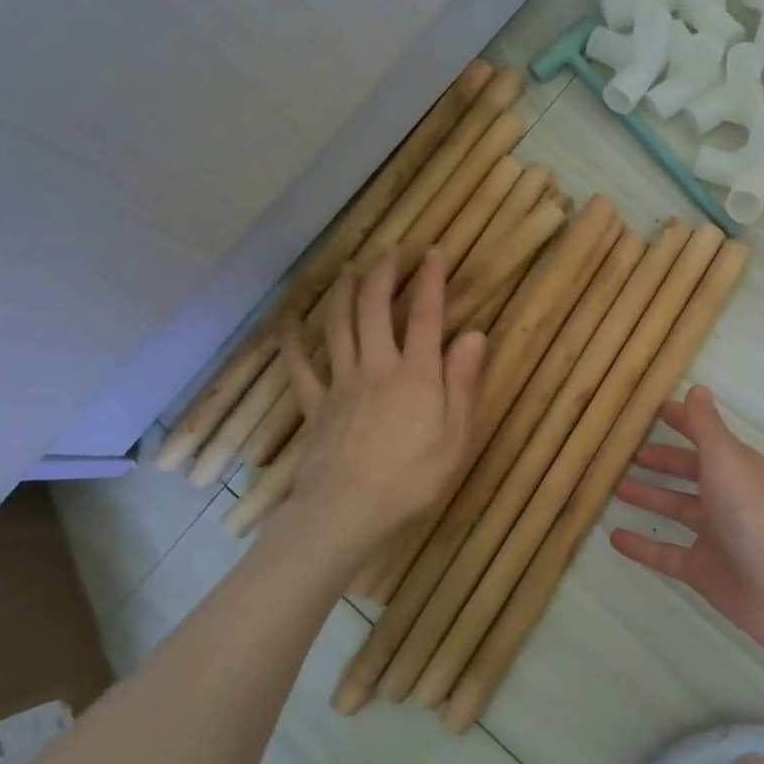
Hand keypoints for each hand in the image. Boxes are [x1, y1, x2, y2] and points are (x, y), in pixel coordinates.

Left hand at [274, 249, 483, 563]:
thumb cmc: (413, 478)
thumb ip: (464, 382)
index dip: (431, 281)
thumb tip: (475, 334)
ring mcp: (341, 384)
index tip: (434, 251)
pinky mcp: (316, 406)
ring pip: (338, 327)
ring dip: (344, 294)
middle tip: (389, 252)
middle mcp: (377, 367)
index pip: (426, 316)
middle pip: (375, 310)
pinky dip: (293, 344)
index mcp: (416, 374)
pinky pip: (301, 368)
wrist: (347, 511)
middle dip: (383, 276)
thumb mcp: (456, 435)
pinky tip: (289, 325)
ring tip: (349, 270)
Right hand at [610, 386, 763, 654]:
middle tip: (624, 452)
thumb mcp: (725, 458)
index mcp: (736, 466)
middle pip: (689, 472)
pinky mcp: (702, 570)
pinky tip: (614, 537)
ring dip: (649, 497)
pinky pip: (665, 554)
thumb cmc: (751, 512)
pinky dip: (642, 545)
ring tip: (613, 487)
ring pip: (676, 509)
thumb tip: (696, 388)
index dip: (682, 423)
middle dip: (661, 461)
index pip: (704, 437)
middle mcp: (726, 496)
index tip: (652, 411)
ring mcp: (714, 535)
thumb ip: (706, 426)